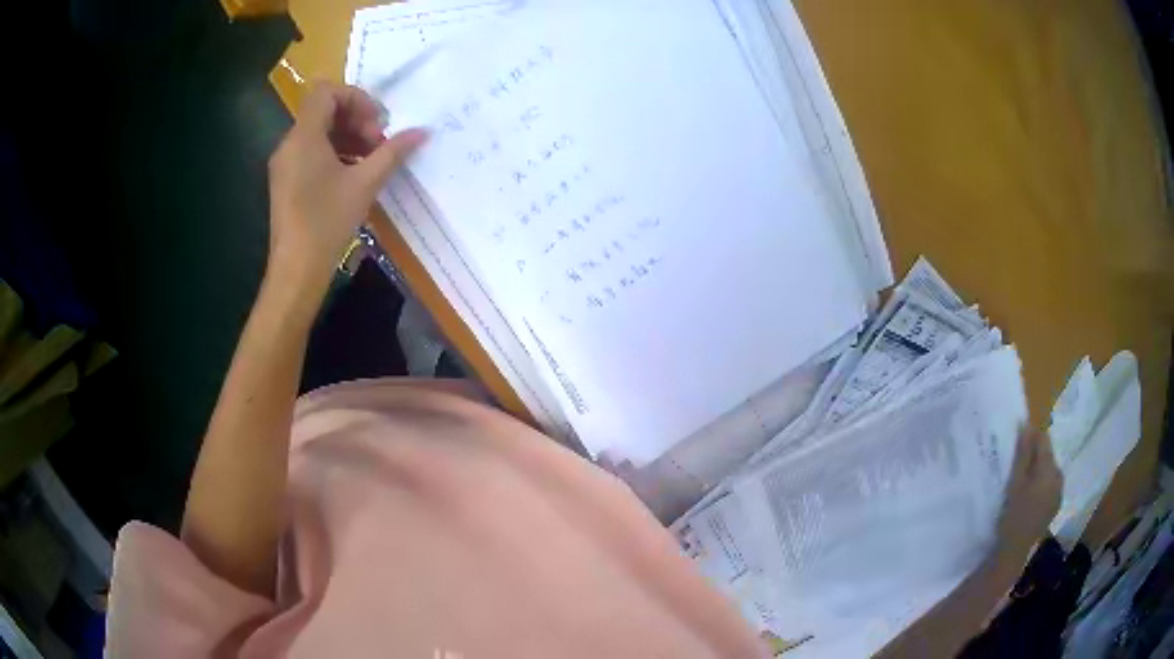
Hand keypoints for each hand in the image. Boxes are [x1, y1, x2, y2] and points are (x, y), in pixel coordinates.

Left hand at [266, 81, 427, 293]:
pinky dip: (335, 153)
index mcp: (304, 137)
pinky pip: (311, 152)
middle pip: (324, 111)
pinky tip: (354, 175)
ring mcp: (285, 164)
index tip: (378, 122)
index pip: (326, 92)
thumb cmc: (327, 222)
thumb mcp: (365, 184)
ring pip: (319, 132)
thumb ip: (393, 152)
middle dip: (356, 120)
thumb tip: (422, 132)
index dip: (356, 98)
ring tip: (371, 161)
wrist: (296, 270)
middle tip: (379, 144)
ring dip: (348, 137)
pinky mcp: (287, 181)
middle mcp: (289, 144)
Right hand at [995, 429, 1062, 555]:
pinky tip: (1030, 497)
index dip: (1031, 438)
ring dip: (1038, 471)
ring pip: (1049, 470)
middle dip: (1035, 456)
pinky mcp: (1056, 504)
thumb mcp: (1015, 483)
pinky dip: (1041, 484)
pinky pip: (1051, 484)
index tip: (1017, 444)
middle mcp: (1059, 476)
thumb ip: (1023, 454)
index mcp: (1049, 469)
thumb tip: (1026, 425)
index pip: (1044, 440)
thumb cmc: (1012, 516)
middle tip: (1017, 467)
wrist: (1014, 551)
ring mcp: (1059, 491)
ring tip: (1022, 483)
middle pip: (1048, 455)